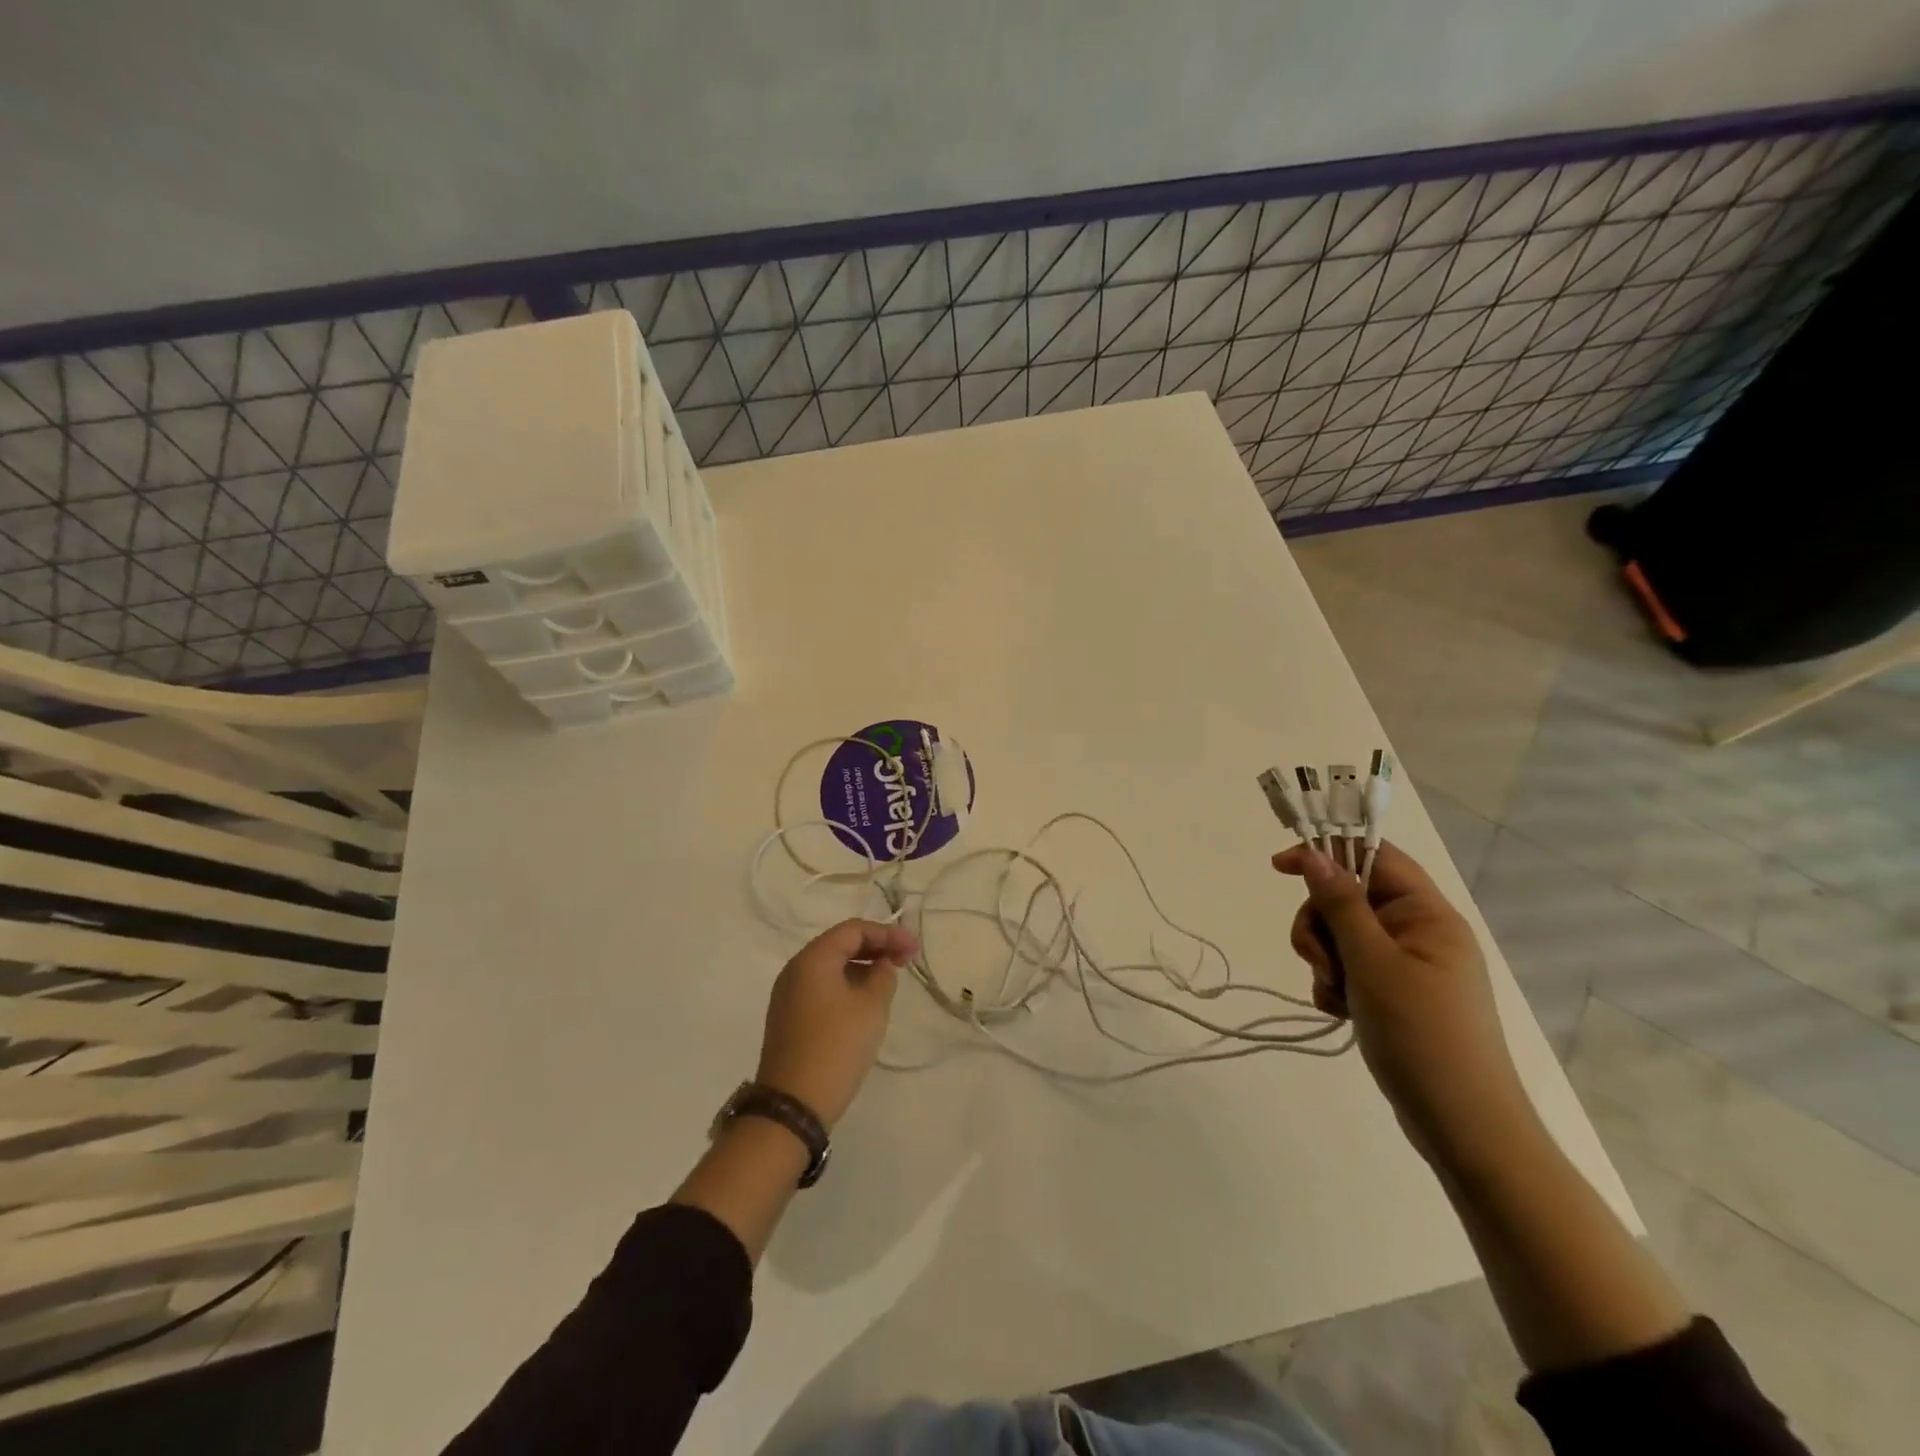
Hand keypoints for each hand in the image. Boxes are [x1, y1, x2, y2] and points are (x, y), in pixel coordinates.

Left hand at [755, 919, 917, 1130]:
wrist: (793, 1105)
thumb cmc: (837, 1046)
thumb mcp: (872, 1007)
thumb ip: (883, 976)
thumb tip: (881, 965)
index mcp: (813, 958)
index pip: (854, 930)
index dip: (888, 933)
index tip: (914, 948)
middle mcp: (795, 969)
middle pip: (840, 944)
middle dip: (875, 948)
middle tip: (906, 960)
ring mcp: (787, 995)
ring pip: (830, 967)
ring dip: (861, 967)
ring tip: (889, 979)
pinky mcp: (788, 1018)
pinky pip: (821, 988)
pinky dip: (846, 985)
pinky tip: (865, 1001)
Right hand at [1272, 841, 1535, 1169]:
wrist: (1463, 1126)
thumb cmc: (1422, 1035)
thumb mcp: (1372, 963)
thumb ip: (1341, 904)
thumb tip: (1314, 854)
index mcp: (1427, 914)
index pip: (1374, 856)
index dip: (1327, 851)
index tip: (1280, 868)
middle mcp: (1418, 932)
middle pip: (1347, 899)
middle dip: (1321, 926)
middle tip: (1320, 962)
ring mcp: (1406, 965)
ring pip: (1341, 935)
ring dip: (1325, 960)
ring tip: (1334, 995)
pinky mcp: (1394, 994)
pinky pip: (1348, 969)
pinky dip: (1335, 985)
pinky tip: (1339, 1011)